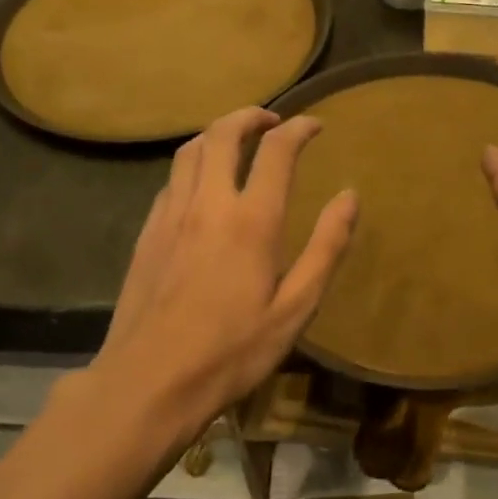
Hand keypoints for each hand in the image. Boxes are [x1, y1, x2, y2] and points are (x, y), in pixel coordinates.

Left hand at [93, 107, 356, 440]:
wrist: (148, 382)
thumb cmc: (232, 351)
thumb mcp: (295, 308)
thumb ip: (326, 248)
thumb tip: (350, 196)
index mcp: (251, 220)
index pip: (276, 150)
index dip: (299, 128)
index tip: (315, 125)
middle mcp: (208, 204)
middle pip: (222, 133)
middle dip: (250, 116)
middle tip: (272, 120)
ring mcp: (170, 216)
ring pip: (190, 150)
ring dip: (217, 133)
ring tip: (238, 141)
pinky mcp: (147, 233)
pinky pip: (172, 180)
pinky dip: (194, 164)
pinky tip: (203, 185)